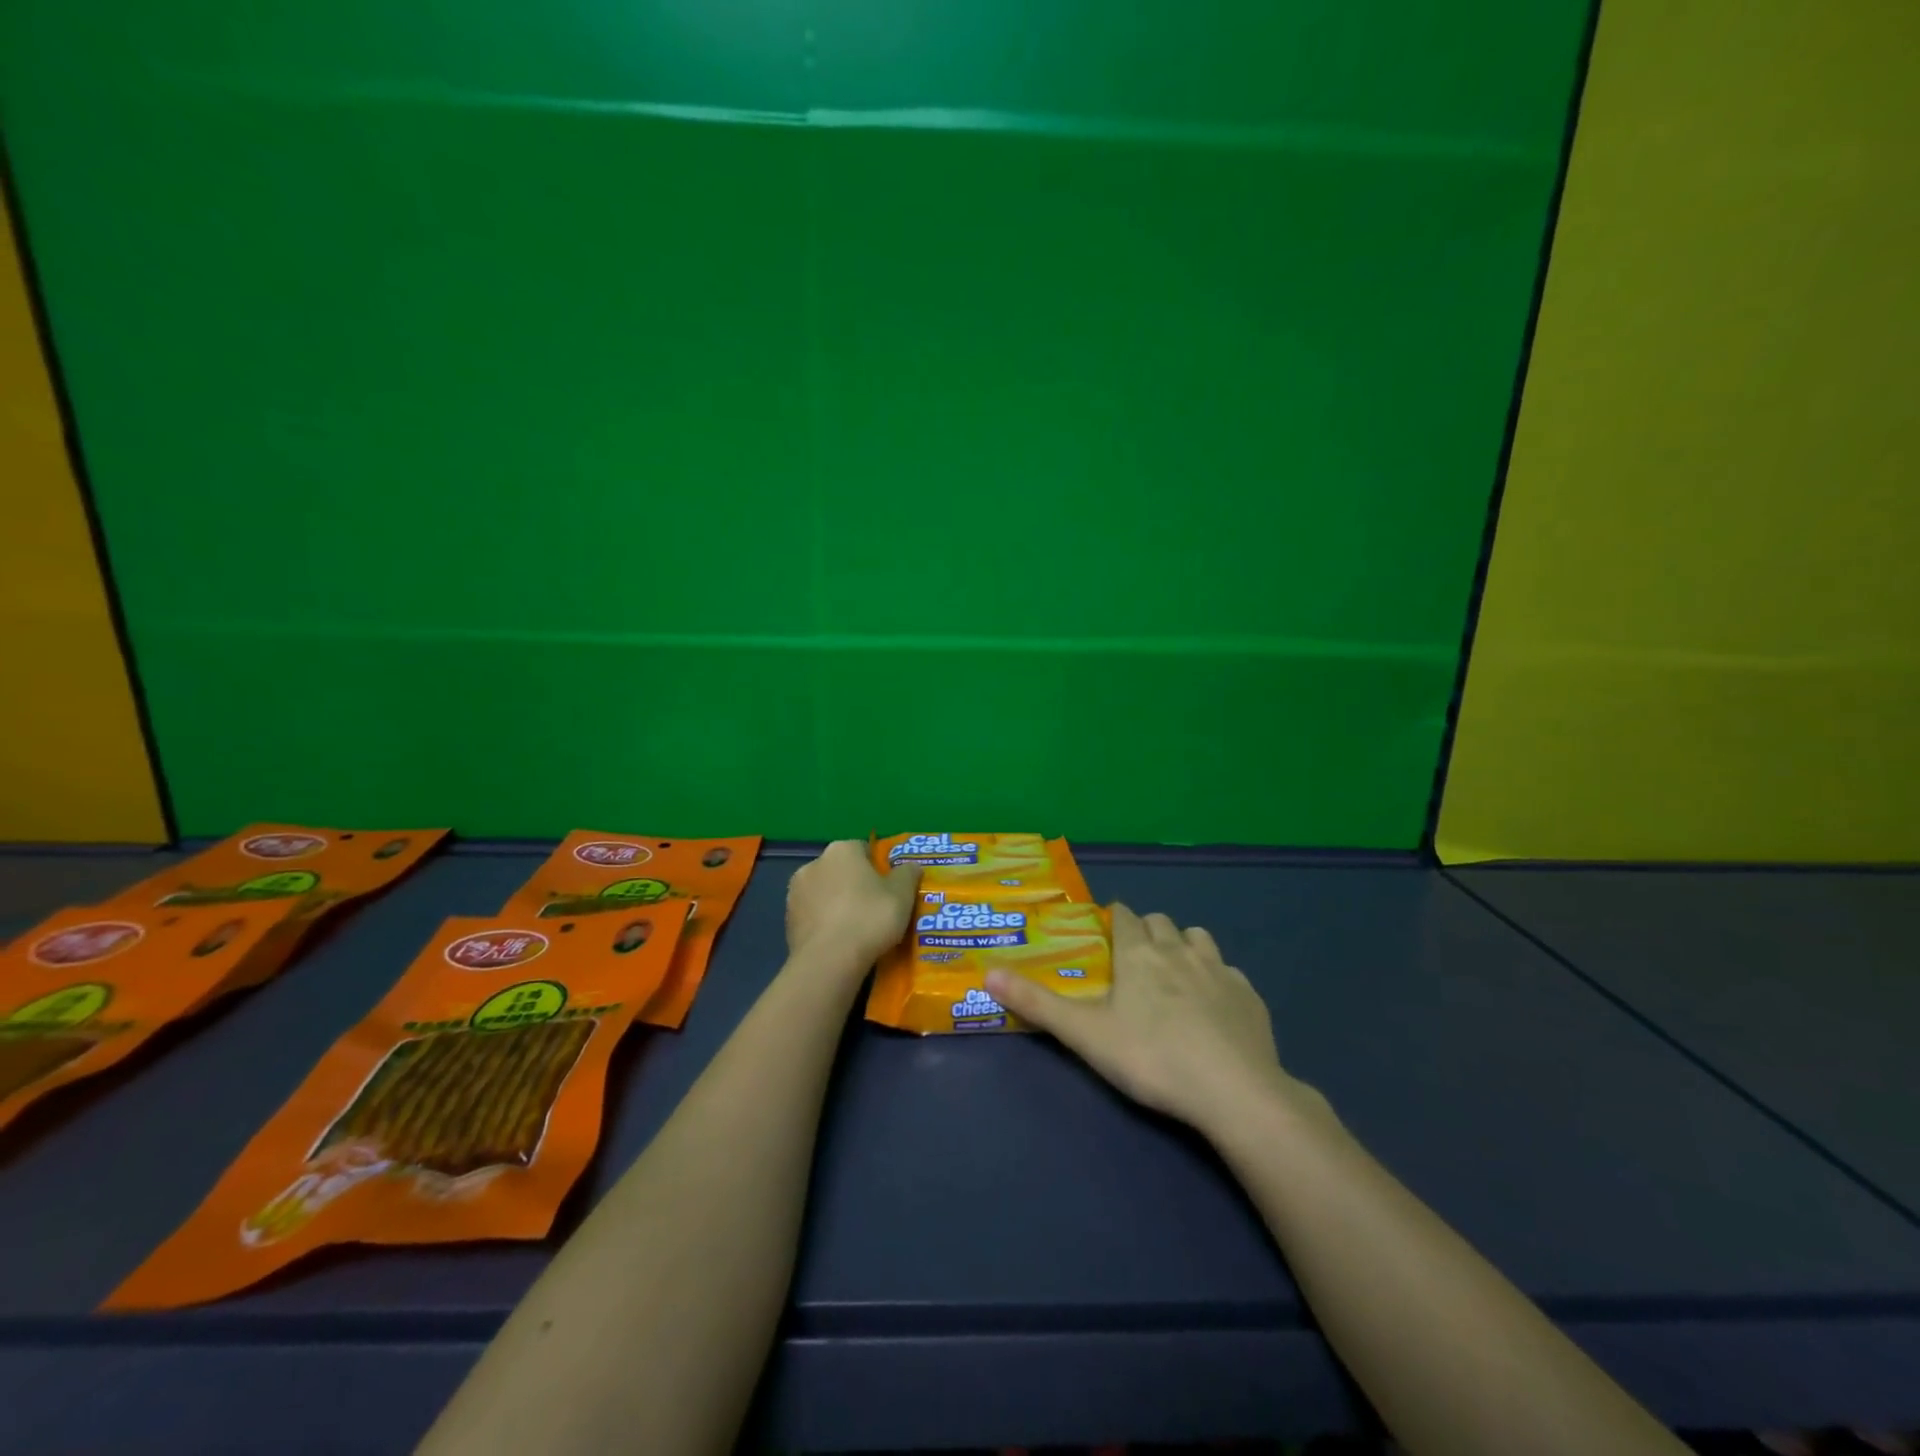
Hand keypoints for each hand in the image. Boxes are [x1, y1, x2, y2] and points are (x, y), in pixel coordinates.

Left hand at [785, 840, 921, 976]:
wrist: (829, 961)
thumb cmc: (869, 918)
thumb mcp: (902, 894)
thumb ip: (908, 874)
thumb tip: (910, 866)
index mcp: (841, 850)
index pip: (863, 849)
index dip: (878, 868)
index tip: (889, 889)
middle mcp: (814, 863)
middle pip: (841, 870)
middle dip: (855, 885)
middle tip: (875, 909)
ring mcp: (795, 892)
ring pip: (824, 893)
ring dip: (837, 904)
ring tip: (856, 930)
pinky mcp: (786, 920)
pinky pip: (813, 916)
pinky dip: (824, 923)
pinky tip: (838, 942)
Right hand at [986, 903, 1313, 1136]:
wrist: (1234, 1091)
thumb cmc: (1152, 1058)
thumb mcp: (1085, 1035)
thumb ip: (1038, 1004)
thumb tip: (988, 973)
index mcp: (1140, 954)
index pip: (1124, 917)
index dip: (1114, 919)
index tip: (1106, 931)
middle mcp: (1179, 950)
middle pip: (1161, 922)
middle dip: (1146, 930)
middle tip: (1134, 959)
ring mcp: (1220, 970)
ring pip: (1198, 938)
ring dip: (1183, 945)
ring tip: (1174, 973)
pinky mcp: (1249, 996)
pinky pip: (1229, 972)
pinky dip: (1217, 978)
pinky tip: (1214, 1006)